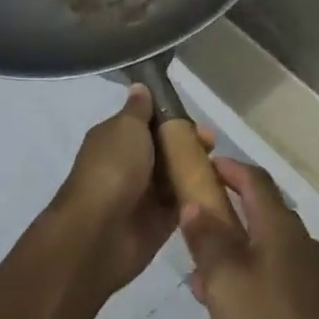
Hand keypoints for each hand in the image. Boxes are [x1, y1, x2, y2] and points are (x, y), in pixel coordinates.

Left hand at [46, 84, 213, 303]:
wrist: (100, 231)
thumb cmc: (113, 169)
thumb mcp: (126, 128)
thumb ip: (139, 110)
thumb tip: (139, 87)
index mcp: (116, 138)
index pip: (148, 122)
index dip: (172, 119)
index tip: (196, 121)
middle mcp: (129, 163)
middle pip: (166, 148)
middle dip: (188, 143)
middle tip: (211, 144)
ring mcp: (144, 193)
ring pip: (176, 175)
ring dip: (195, 169)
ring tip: (218, 166)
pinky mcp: (159, 221)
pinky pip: (182, 203)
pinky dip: (196, 195)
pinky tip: (216, 188)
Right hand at [182, 159, 318, 318]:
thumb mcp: (228, 282)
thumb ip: (207, 241)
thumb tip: (195, 203)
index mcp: (281, 230)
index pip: (252, 180)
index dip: (225, 170)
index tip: (198, 172)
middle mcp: (299, 252)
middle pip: (247, 240)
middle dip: (216, 268)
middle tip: (199, 292)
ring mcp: (312, 292)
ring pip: (254, 288)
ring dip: (232, 315)